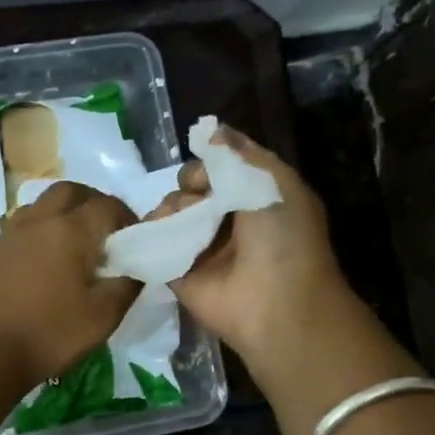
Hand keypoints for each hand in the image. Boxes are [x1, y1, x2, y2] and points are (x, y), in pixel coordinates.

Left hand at [0, 182, 139, 384]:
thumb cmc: (50, 334)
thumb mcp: (103, 317)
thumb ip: (126, 286)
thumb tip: (134, 270)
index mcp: (70, 229)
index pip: (108, 206)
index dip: (128, 218)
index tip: (135, 240)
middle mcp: (39, 220)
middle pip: (70, 191)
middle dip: (92, 203)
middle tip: (105, 232)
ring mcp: (10, 234)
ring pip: (41, 205)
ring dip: (63, 213)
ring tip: (74, 245)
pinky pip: (22, 227)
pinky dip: (40, 232)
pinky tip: (44, 263)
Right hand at [153, 127, 353, 367]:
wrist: (276, 304)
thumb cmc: (283, 238)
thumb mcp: (274, 182)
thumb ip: (240, 154)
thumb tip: (210, 131)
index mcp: (255, 197)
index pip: (220, 168)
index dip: (208, 163)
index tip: (207, 172)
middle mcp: (228, 220)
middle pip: (191, 188)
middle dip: (188, 185)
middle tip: (197, 200)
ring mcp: (201, 248)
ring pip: (170, 213)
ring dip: (171, 210)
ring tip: (183, 225)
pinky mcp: (178, 273)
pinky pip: (155, 246)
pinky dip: (150, 236)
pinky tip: (157, 234)